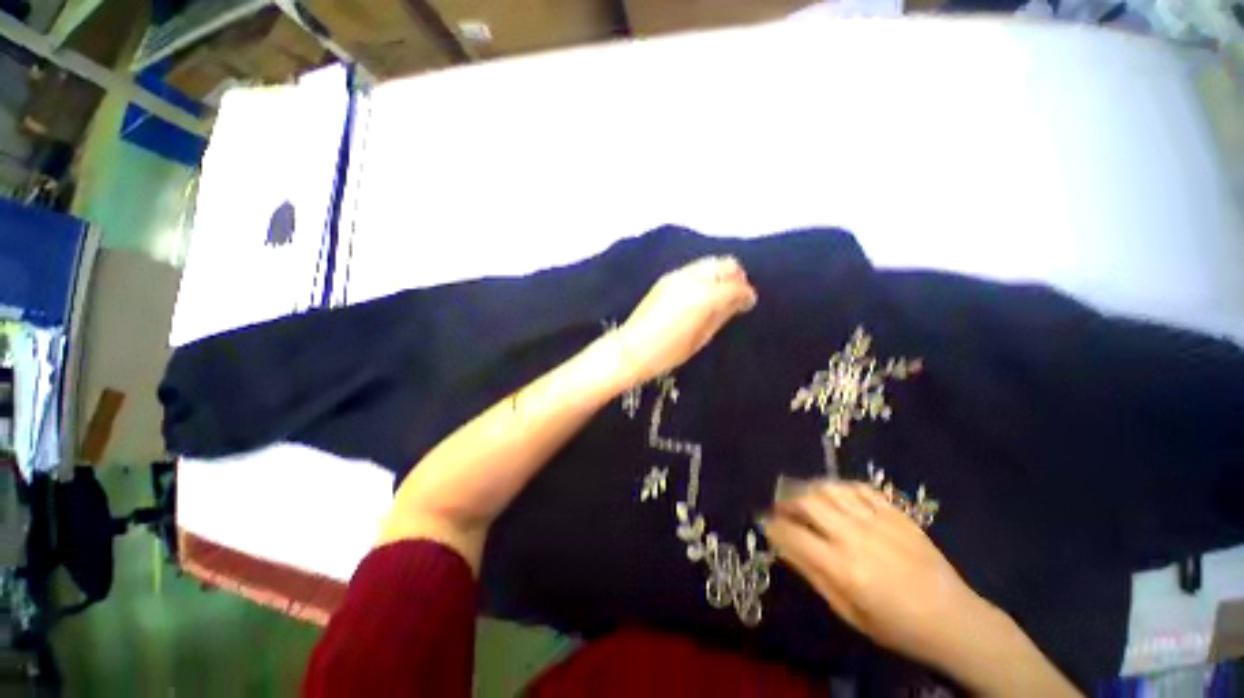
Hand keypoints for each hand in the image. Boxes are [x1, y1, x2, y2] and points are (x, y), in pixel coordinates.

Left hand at [617, 256, 757, 385]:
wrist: (633, 349)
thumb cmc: (670, 352)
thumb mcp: (702, 337)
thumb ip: (722, 314)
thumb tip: (738, 302)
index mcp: (706, 296)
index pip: (736, 286)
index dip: (747, 294)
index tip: (748, 303)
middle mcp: (694, 279)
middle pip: (725, 264)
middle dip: (736, 277)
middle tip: (736, 296)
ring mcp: (677, 275)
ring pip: (709, 263)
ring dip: (719, 274)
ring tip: (719, 294)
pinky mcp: (666, 278)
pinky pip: (693, 269)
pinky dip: (704, 276)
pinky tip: (701, 293)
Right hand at [763, 482, 984, 668]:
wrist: (953, 620)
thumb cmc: (896, 626)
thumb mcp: (848, 612)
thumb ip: (812, 574)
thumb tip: (782, 544)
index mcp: (843, 569)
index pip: (793, 535)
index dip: (773, 526)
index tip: (765, 522)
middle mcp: (856, 538)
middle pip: (808, 502)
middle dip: (786, 501)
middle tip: (781, 508)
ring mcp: (879, 522)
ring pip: (830, 489)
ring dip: (809, 489)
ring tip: (804, 497)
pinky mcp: (897, 513)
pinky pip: (860, 487)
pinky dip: (840, 486)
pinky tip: (835, 494)